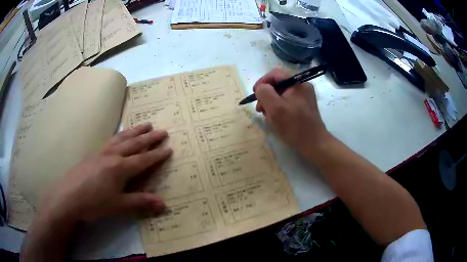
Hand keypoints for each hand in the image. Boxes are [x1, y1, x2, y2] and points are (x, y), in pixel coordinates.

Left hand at [38, 123, 171, 222]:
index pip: (144, 159)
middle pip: (135, 143)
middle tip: (162, 130)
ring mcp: (102, 152)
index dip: (157, 155)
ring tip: (146, 124)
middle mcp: (113, 155)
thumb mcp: (119, 205)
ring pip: (122, 138)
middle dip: (150, 137)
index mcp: (121, 168)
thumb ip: (141, 202)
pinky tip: (121, 135)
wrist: (69, 196)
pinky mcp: (94, 153)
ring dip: (136, 131)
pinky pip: (111, 140)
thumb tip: (164, 204)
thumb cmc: (95, 202)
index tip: (169, 148)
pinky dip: (120, 134)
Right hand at [254, 69, 329, 155]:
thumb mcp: (275, 108)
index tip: (254, 95)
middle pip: (278, 84)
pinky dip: (279, 108)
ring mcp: (304, 96)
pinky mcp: (304, 106)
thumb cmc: (294, 125)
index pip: (275, 74)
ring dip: (271, 103)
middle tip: (260, 109)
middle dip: (266, 95)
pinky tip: (276, 119)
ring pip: (281, 94)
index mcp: (297, 82)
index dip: (262, 82)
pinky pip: (287, 102)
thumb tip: (261, 88)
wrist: (313, 143)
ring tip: (267, 116)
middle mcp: (302, 86)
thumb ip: (264, 93)